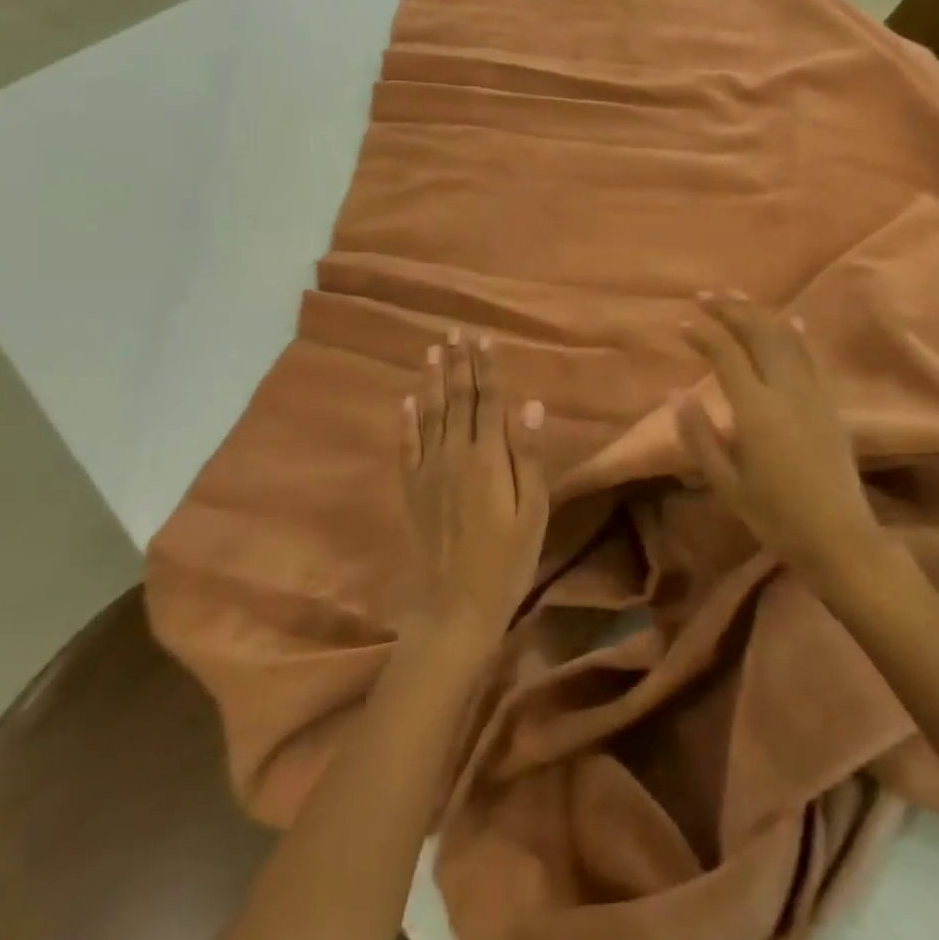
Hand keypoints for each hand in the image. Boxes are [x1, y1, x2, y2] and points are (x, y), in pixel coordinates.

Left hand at [399, 331, 548, 645]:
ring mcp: (429, 472)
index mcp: (488, 458)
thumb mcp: (532, 512)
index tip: (484, 338)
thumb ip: (529, 456)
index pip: (488, 401)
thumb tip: (531, 406)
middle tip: (455, 331)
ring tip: (432, 350)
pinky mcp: (413, 490)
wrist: (455, 608)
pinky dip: (406, 421)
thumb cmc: (507, 560)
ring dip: (432, 380)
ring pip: (429, 415)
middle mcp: (454, 455)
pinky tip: (407, 400)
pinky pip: (407, 447)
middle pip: (457, 399)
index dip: (487, 368)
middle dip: (458, 363)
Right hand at [675, 292, 886, 586]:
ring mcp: (813, 392)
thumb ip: (699, 434)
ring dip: (760, 313)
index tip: (682, 325)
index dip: (703, 336)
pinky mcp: (830, 402)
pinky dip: (797, 333)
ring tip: (738, 297)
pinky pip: (811, 356)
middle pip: (758, 333)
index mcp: (756, 410)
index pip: (726, 355)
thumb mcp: (726, 482)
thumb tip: (676, 392)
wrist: (839, 537)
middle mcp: (786, 390)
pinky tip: (791, 319)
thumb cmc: (775, 515)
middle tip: (706, 295)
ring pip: (786, 337)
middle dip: (731, 309)